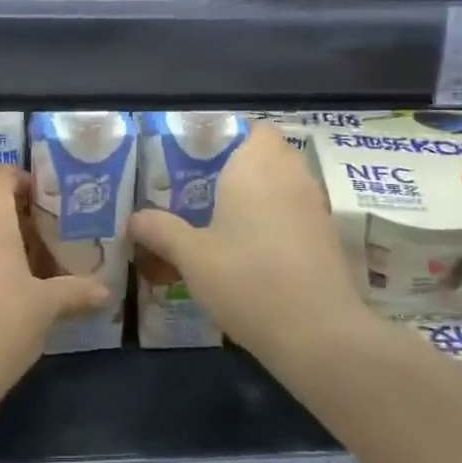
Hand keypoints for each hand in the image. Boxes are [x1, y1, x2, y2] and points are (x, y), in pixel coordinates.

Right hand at [129, 124, 370, 365]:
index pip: (256, 128)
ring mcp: (315, 207)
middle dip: (242, 166)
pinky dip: (278, 221)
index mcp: (256, 167)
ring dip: (261, 195)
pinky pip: (297, 213)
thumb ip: (161, 231)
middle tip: (205, 189)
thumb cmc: (247, 280)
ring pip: (286, 184)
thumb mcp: (192, 257)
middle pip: (271, 154)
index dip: (232, 137)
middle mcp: (291, 177)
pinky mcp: (328, 237)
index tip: (203, 157)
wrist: (317, 333)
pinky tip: (253, 251)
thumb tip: (133, 218)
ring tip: (224, 220)